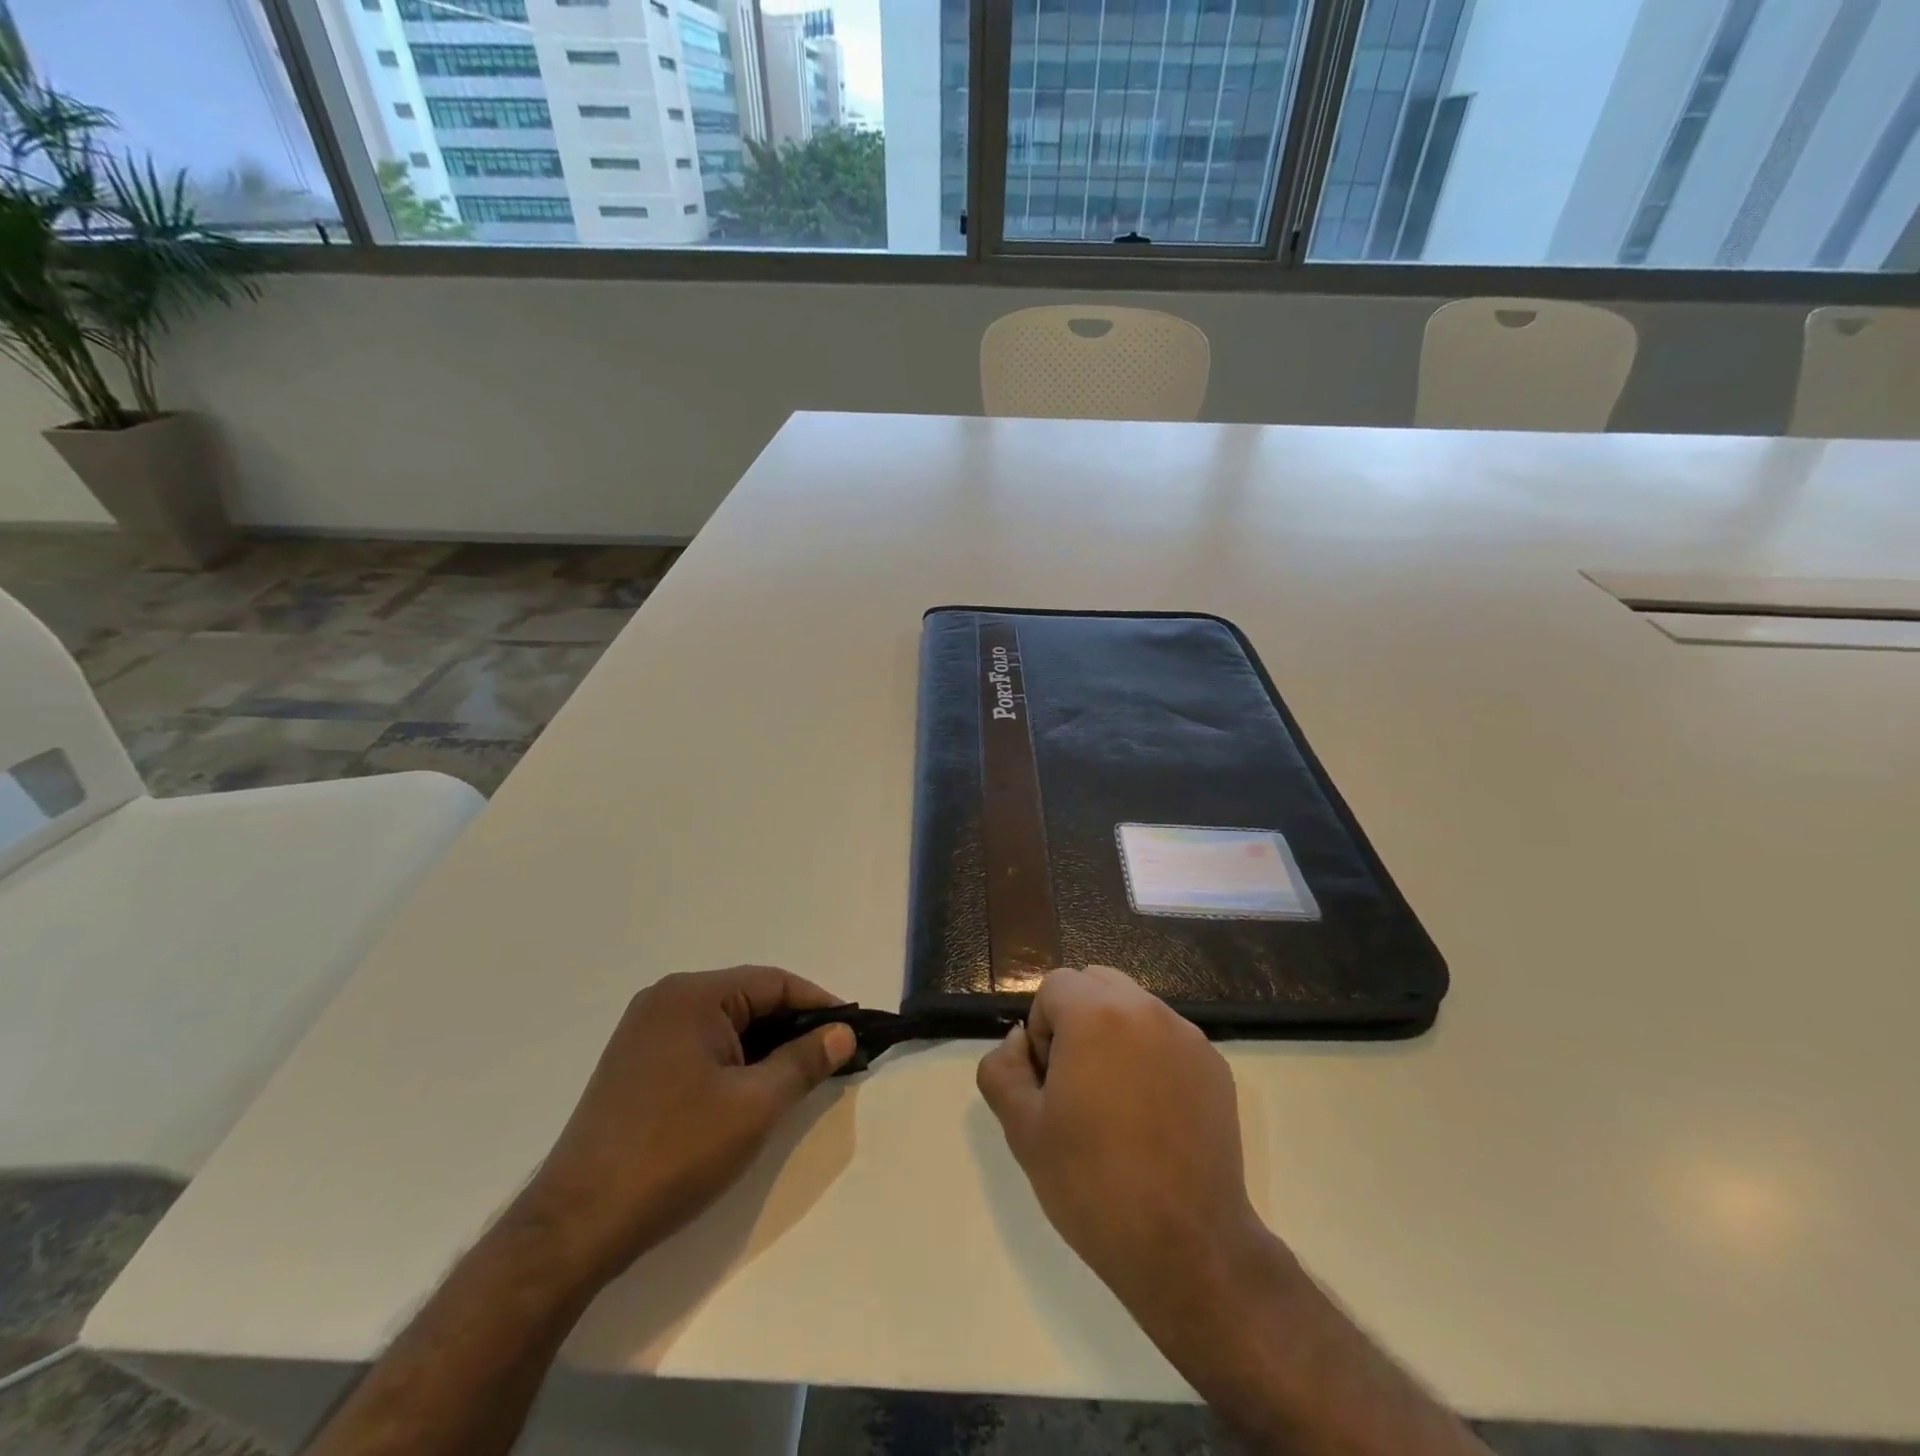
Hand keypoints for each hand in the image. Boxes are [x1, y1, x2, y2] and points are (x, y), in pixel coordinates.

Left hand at [515, 966, 856, 1285]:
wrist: (576, 1226)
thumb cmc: (675, 1154)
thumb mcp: (755, 1106)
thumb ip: (804, 1061)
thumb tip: (842, 1032)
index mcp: (692, 995)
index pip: (773, 983)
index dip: (819, 1005)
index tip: (852, 1033)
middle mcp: (665, 1000)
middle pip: (748, 1000)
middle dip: (792, 1028)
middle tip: (831, 1060)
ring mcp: (644, 1032)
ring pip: (725, 1025)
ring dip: (764, 1047)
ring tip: (798, 1079)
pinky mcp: (635, 1064)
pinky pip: (700, 1045)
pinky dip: (733, 1061)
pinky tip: (751, 1091)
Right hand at [976, 966, 1290, 1355]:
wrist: (1188, 1247)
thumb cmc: (1093, 1184)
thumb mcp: (1022, 1129)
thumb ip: (1003, 1067)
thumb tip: (1021, 1042)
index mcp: (1097, 1015)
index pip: (1054, 986)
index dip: (1041, 1029)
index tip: (1049, 1081)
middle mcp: (1147, 1010)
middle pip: (1096, 983)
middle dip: (1076, 1019)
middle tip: (1076, 1084)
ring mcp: (1188, 1037)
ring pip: (1134, 1007)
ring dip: (1114, 1035)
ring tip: (1114, 1102)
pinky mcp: (1215, 1066)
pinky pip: (1167, 1038)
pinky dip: (1150, 1056)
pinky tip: (1152, 1116)